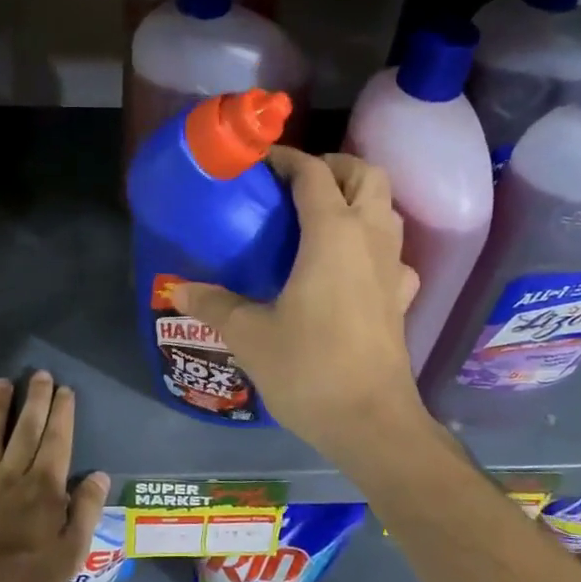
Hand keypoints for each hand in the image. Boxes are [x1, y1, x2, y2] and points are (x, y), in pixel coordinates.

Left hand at [0, 372, 110, 581]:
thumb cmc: (17, 579)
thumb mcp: (67, 557)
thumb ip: (85, 514)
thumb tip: (99, 476)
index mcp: (43, 489)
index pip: (57, 441)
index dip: (62, 414)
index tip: (65, 390)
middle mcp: (11, 474)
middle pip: (26, 429)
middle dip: (35, 399)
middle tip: (40, 374)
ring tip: (3, 382)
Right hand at [171, 147, 425, 463]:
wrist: (371, 422)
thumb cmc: (308, 369)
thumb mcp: (249, 335)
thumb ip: (213, 304)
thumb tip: (177, 289)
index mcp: (332, 234)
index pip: (313, 173)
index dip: (286, 159)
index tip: (259, 164)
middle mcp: (370, 239)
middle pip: (366, 175)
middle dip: (333, 166)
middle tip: (295, 184)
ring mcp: (394, 268)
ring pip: (387, 208)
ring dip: (357, 198)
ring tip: (318, 217)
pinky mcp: (402, 298)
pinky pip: (393, 253)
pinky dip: (373, 244)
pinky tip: (349, 268)